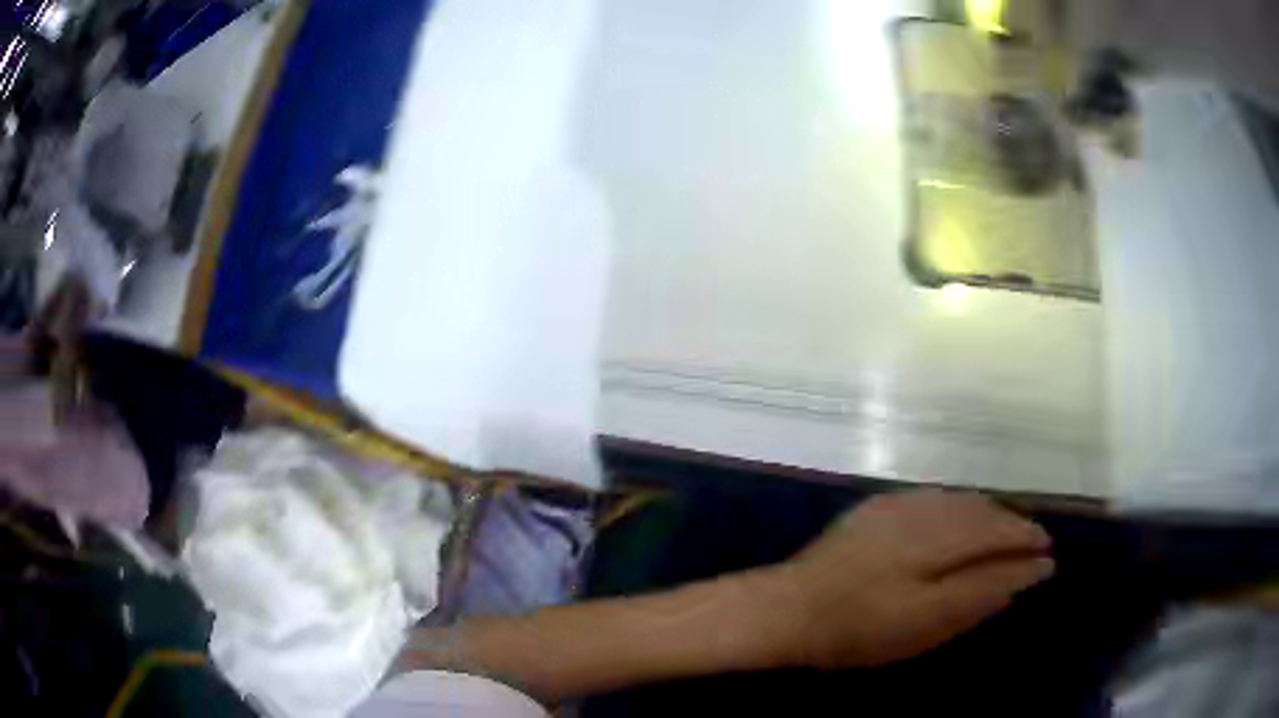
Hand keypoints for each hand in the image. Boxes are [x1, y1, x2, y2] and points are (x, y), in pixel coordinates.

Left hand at [765, 490, 1053, 669]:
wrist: (788, 609)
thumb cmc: (858, 630)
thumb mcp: (928, 623)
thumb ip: (983, 591)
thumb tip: (1034, 569)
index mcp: (940, 535)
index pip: (1000, 531)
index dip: (1026, 541)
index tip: (1047, 554)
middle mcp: (925, 508)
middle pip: (984, 512)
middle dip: (1012, 527)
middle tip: (1031, 546)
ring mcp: (898, 504)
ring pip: (962, 502)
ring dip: (988, 516)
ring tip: (1004, 536)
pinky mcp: (878, 508)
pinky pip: (936, 500)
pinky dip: (959, 511)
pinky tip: (962, 525)